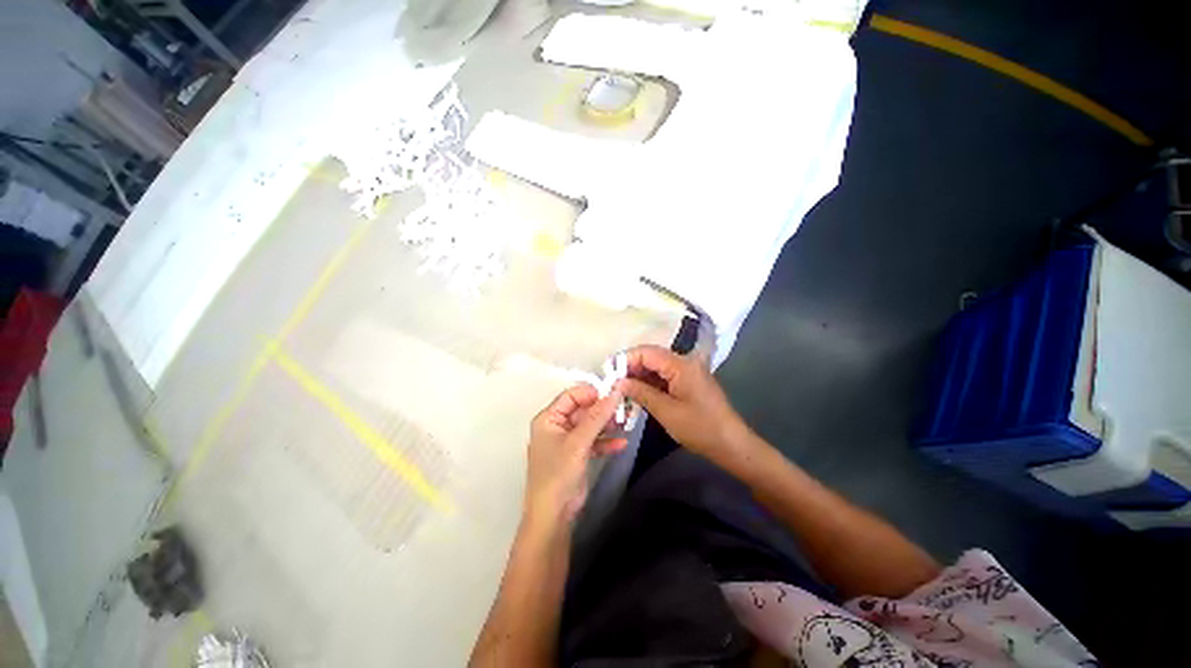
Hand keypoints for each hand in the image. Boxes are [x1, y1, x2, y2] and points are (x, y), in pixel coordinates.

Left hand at [524, 384, 626, 526]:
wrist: (554, 516)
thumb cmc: (559, 473)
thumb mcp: (578, 442)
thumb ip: (597, 417)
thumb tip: (615, 393)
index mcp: (549, 418)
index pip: (571, 395)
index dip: (591, 393)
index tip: (612, 394)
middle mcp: (557, 426)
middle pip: (582, 409)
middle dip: (602, 410)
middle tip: (623, 409)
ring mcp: (568, 441)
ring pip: (590, 425)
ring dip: (606, 425)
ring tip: (625, 423)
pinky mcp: (578, 454)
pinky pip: (593, 441)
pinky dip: (606, 442)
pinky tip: (621, 443)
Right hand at [618, 345, 752, 465]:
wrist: (731, 443)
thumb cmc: (700, 428)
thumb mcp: (666, 411)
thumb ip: (641, 393)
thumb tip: (618, 382)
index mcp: (681, 365)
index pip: (647, 352)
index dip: (626, 359)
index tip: (609, 373)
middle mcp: (684, 362)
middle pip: (651, 357)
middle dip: (631, 368)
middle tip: (613, 384)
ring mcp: (687, 372)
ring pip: (656, 367)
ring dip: (639, 376)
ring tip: (622, 390)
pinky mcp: (687, 382)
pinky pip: (663, 376)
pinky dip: (649, 383)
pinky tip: (638, 394)